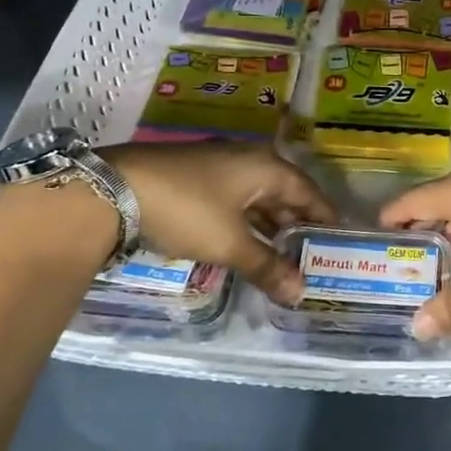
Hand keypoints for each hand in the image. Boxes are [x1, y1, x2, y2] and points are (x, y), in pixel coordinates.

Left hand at [104, 142, 336, 304]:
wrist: (113, 190)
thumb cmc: (187, 210)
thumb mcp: (230, 243)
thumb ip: (268, 266)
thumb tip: (300, 293)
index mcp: (266, 166)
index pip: (310, 192)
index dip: (325, 218)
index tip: (338, 242)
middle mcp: (248, 157)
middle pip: (284, 193)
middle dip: (297, 224)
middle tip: (310, 255)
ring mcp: (218, 163)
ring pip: (256, 196)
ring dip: (269, 225)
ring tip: (281, 255)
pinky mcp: (194, 174)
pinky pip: (234, 198)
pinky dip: (245, 220)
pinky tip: (244, 242)